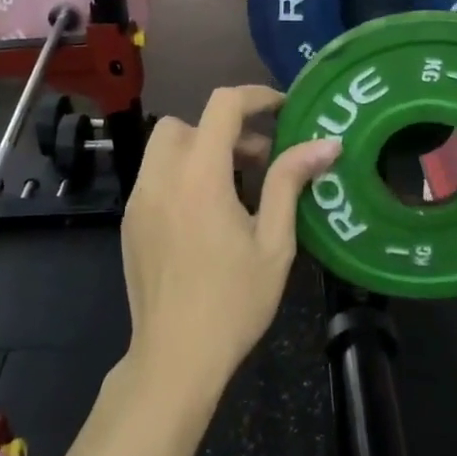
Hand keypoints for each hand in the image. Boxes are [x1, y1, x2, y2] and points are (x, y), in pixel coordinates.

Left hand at [120, 86, 341, 394]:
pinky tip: (207, 216)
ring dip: (201, 150)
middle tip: (259, 159)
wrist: (175, 358)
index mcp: (199, 177)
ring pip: (166, 148)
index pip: (222, 106)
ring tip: (236, 189)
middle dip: (224, 129)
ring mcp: (138, 200)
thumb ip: (291, 182)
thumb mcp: (274, 242)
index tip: (283, 109)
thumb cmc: (234, 302)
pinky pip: (155, 177)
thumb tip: (326, 143)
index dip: (256, 97)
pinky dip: (182, 175)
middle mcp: (161, 178)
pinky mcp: (130, 222)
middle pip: (187, 122)